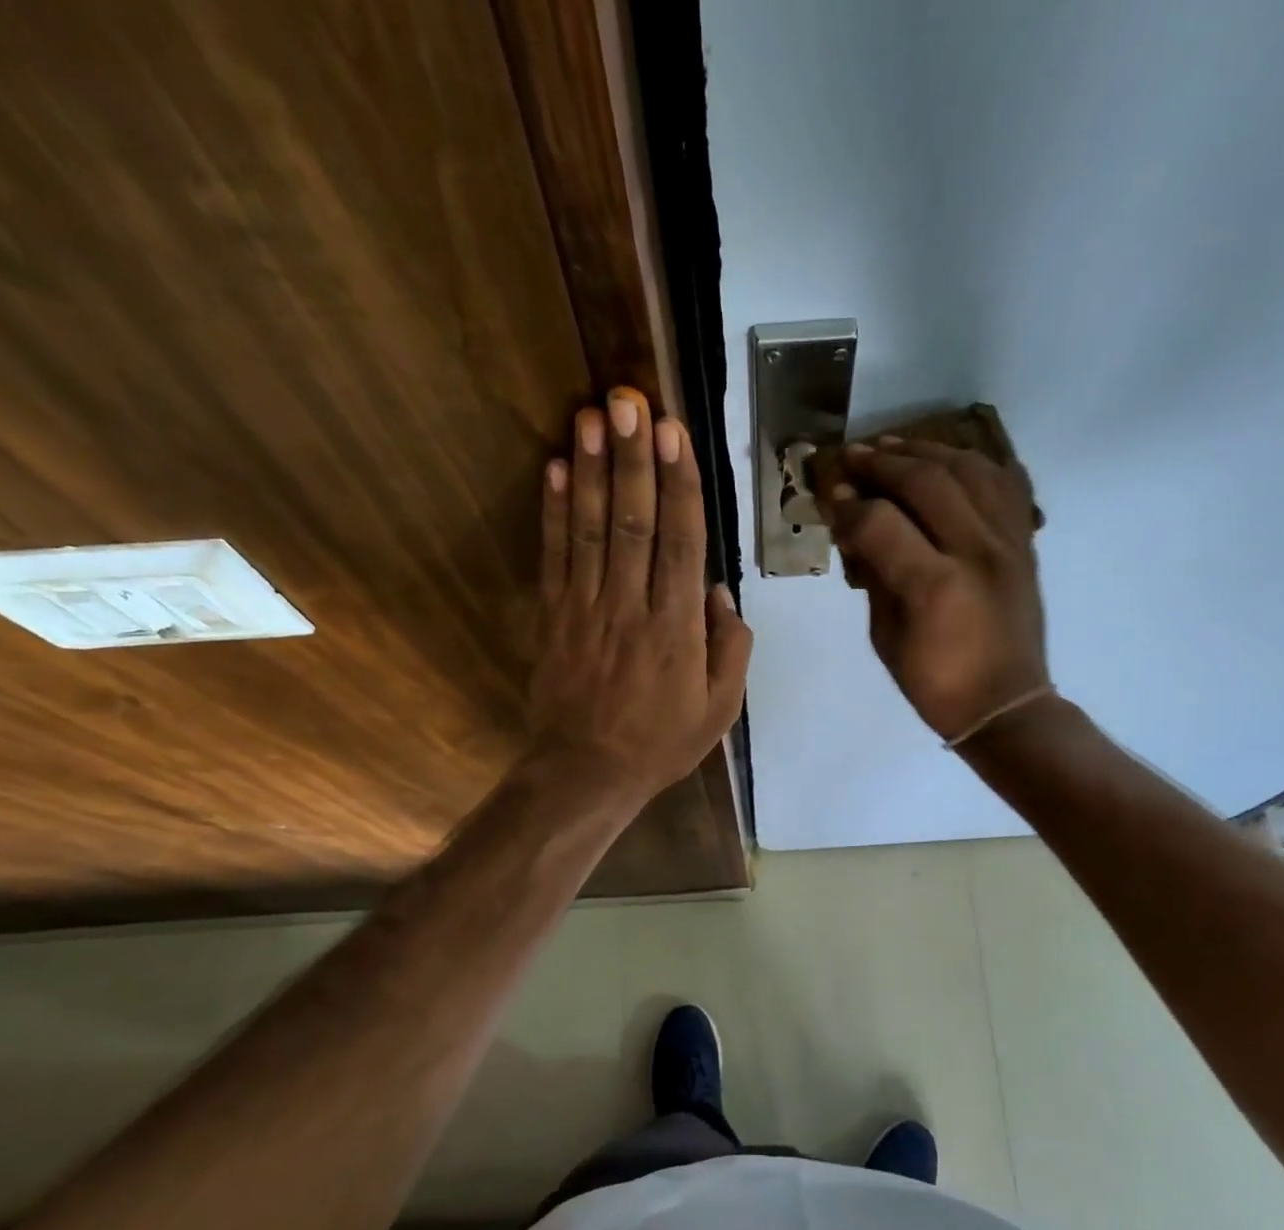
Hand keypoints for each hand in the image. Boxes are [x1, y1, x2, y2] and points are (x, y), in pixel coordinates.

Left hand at [526, 388, 752, 805]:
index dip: (678, 485)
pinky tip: (554, 469)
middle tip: (631, 401)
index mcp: (676, 628)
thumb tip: (721, 594)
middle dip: (633, 458)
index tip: (674, 433)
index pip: (680, 542)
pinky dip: (552, 511)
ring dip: (590, 470)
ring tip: (591, 417)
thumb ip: (731, 650)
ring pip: (589, 529)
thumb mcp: (720, 710)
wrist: (585, 773)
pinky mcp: (553, 617)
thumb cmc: (660, 743)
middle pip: (633, 522)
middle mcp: (631, 606)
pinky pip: (553, 556)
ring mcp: (586, 609)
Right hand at [826, 438, 1049, 742]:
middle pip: (926, 481)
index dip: (848, 504)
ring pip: (968, 469)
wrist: (1005, 705)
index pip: (880, 521)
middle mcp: (976, 551)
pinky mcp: (1025, 543)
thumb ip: (873, 578)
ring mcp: (1008, 542)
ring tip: (894, 446)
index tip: (829, 496)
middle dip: (882, 463)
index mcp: (935, 585)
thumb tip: (856, 530)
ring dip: (926, 451)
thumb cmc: (935, 683)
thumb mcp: (885, 638)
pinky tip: (949, 459)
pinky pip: (1004, 482)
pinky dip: (974, 463)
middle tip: (852, 458)